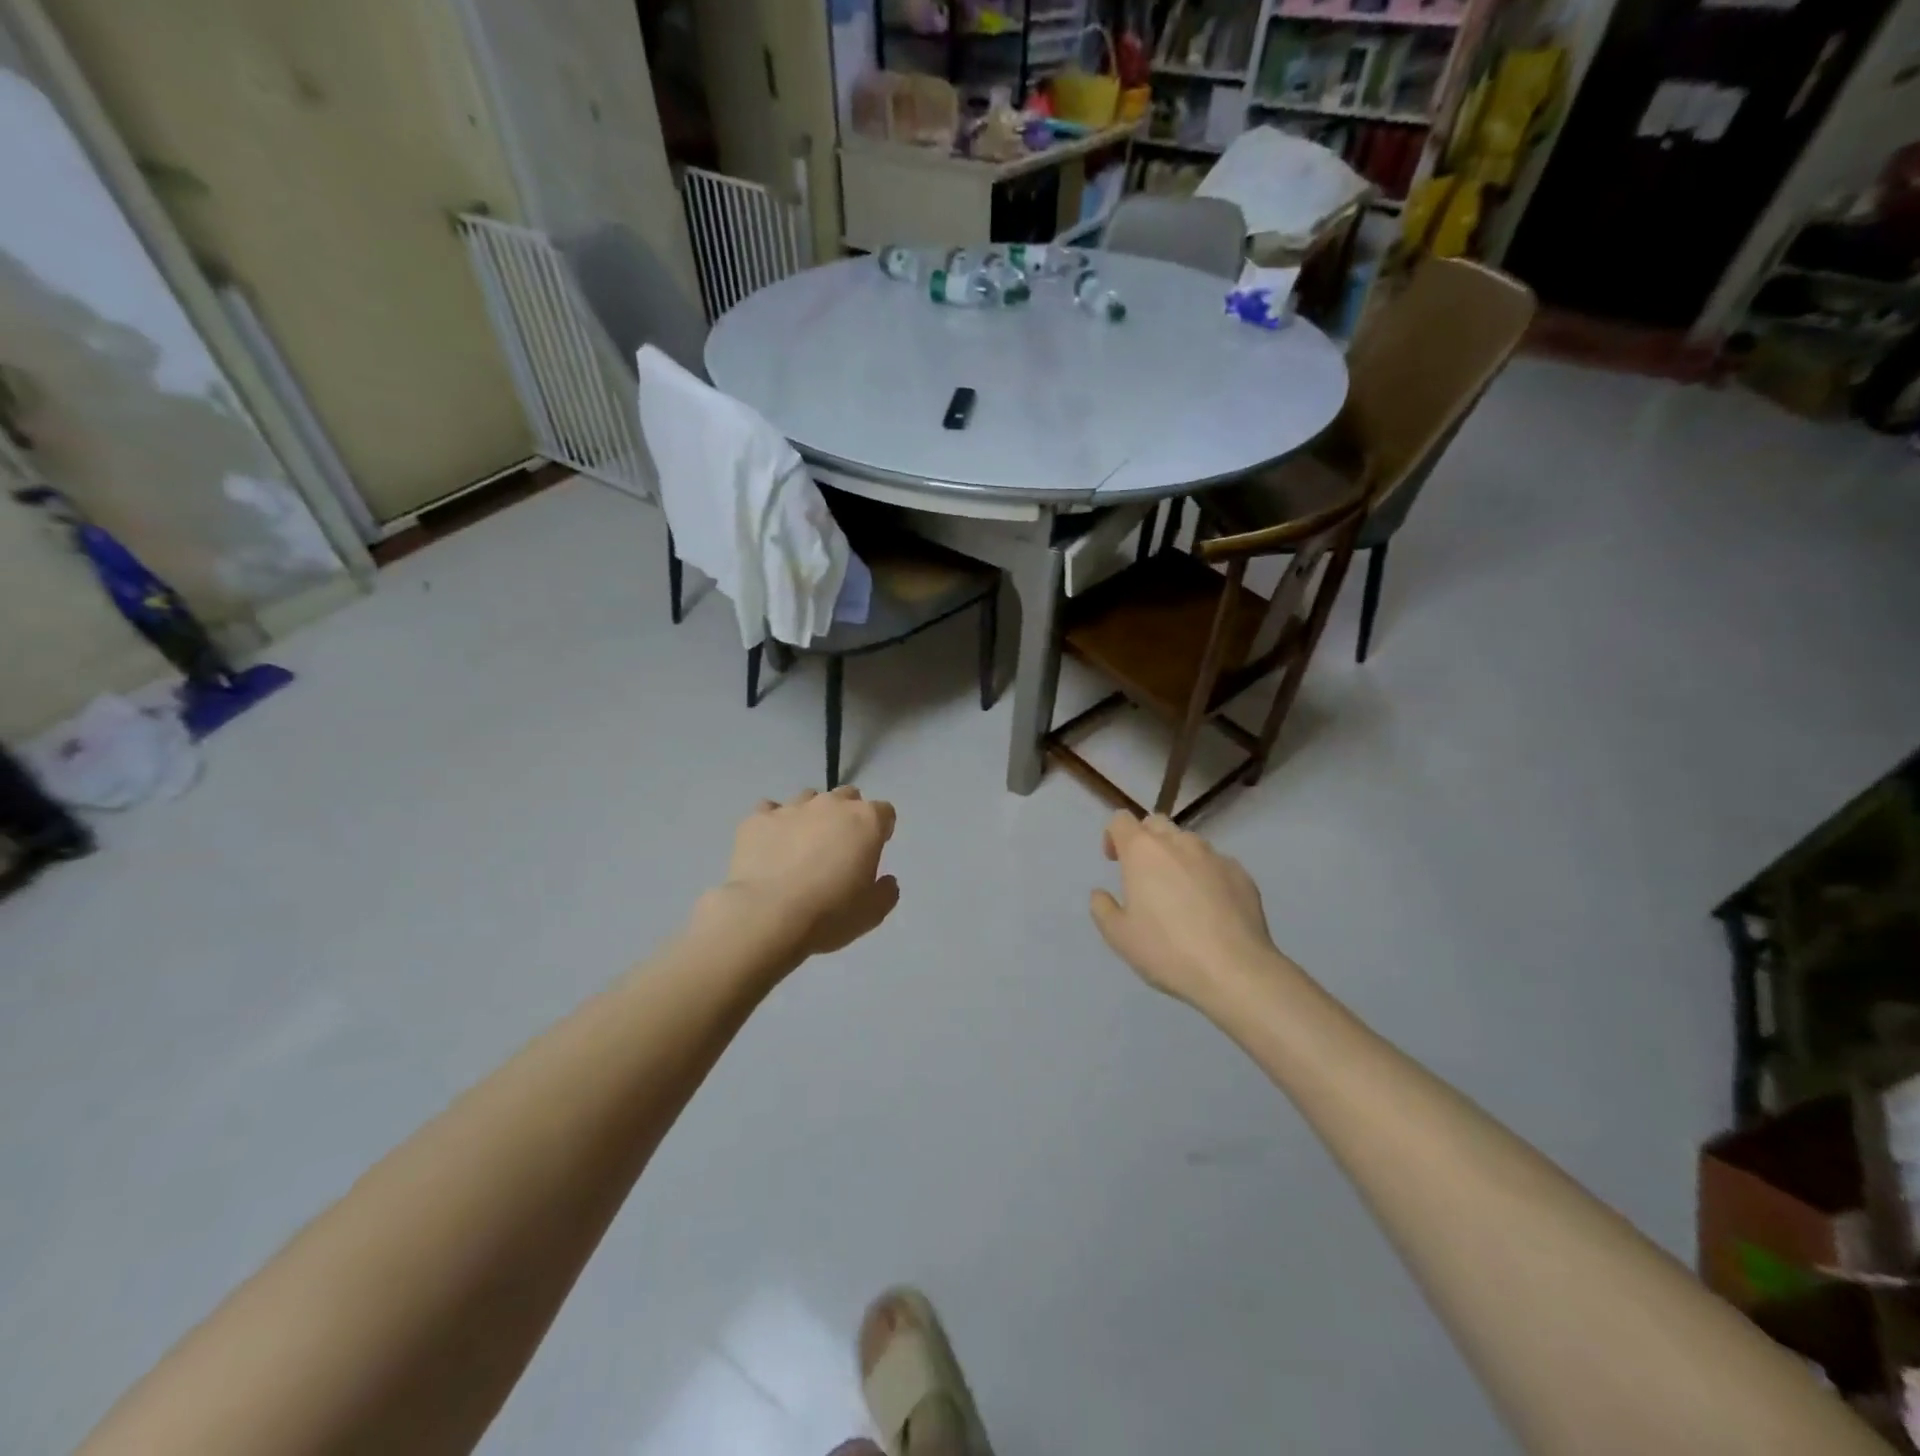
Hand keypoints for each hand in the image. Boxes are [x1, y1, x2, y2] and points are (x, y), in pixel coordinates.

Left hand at [712, 787, 899, 962]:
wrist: (766, 917)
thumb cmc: (829, 914)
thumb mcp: (872, 913)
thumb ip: (886, 891)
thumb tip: (886, 880)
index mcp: (866, 821)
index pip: (884, 812)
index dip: (881, 830)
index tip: (872, 851)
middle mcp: (831, 805)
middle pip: (848, 796)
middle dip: (847, 815)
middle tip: (839, 847)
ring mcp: (792, 807)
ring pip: (808, 799)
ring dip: (811, 817)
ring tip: (801, 847)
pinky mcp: (758, 818)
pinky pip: (769, 810)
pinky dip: (774, 824)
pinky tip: (770, 846)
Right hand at [1090, 813, 1282, 1005]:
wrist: (1235, 971)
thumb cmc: (1167, 950)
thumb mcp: (1119, 936)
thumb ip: (1102, 908)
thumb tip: (1101, 894)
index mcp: (1143, 851)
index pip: (1121, 820)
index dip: (1113, 835)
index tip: (1114, 861)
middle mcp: (1179, 843)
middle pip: (1156, 823)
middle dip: (1145, 840)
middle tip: (1144, 874)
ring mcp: (1214, 856)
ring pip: (1188, 842)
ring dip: (1176, 856)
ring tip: (1179, 893)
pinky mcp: (1242, 874)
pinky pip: (1216, 864)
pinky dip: (1206, 875)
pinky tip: (1209, 908)